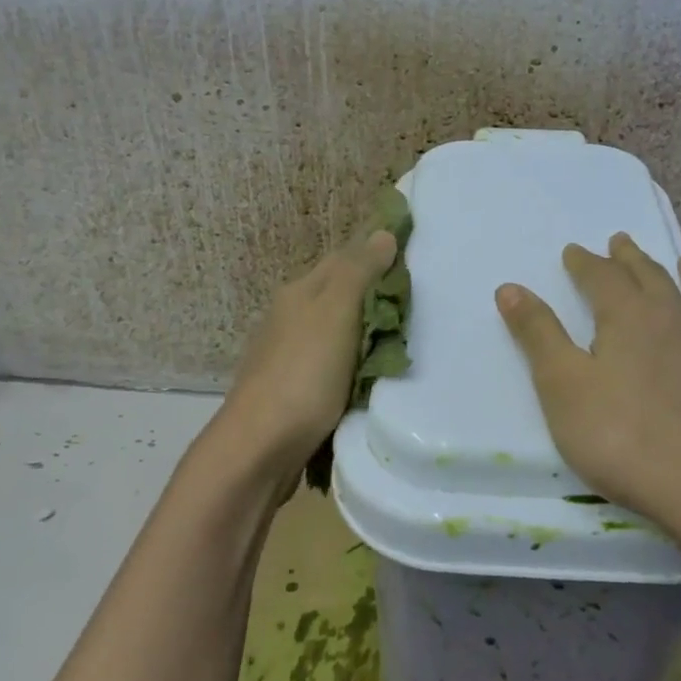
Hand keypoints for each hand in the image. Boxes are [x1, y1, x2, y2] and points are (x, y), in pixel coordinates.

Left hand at [217, 229, 398, 485]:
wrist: (260, 447)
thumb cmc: (303, 374)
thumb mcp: (336, 313)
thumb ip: (359, 272)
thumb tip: (382, 233)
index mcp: (300, 292)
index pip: (344, 258)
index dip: (377, 255)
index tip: (415, 260)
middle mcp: (291, 317)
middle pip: (341, 295)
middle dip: (376, 296)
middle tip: (420, 306)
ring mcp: (289, 355)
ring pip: (338, 332)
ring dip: (367, 333)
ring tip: (405, 341)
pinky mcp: (294, 390)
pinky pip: (333, 364)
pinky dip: (355, 364)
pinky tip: (373, 376)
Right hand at [496, 233, 680, 530]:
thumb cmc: (624, 441)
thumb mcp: (564, 388)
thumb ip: (538, 335)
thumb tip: (510, 287)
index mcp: (632, 317)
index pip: (602, 276)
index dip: (585, 263)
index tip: (574, 250)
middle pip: (653, 277)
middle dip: (631, 259)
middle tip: (621, 241)